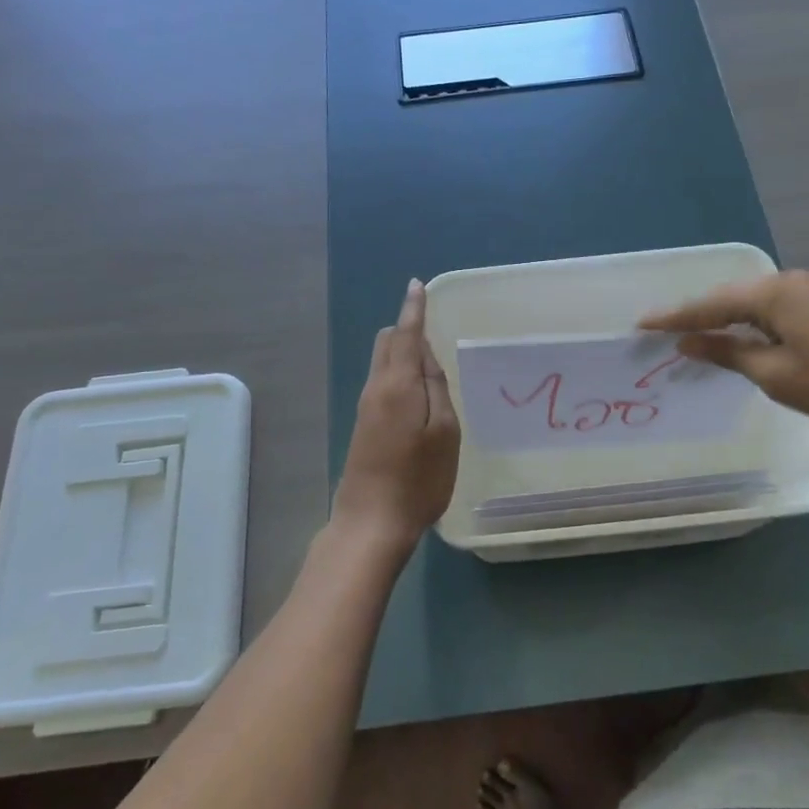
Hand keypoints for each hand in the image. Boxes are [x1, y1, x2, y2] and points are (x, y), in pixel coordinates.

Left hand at [332, 280, 461, 543]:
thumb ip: (437, 388)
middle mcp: (376, 388)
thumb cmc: (418, 479)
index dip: (413, 308)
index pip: (406, 333)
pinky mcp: (364, 426)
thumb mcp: (444, 432)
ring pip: (383, 362)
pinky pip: (382, 382)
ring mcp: (366, 407)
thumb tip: (428, 357)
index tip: (417, 285)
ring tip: (432, 359)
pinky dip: (399, 372)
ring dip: (403, 352)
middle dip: (406, 327)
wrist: (371, 523)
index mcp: (397, 383)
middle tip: (433, 326)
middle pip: (387, 343)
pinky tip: (418, 390)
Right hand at [639, 270, 808, 427]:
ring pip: (758, 304)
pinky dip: (756, 324)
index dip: (674, 317)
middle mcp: (790, 282)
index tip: (641, 324)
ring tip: (703, 336)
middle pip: (732, 298)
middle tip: (668, 331)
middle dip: (700, 315)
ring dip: (729, 320)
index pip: (709, 305)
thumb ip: (730, 354)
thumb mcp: (778, 374)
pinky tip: (753, 339)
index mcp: (771, 294)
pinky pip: (780, 310)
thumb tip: (689, 341)